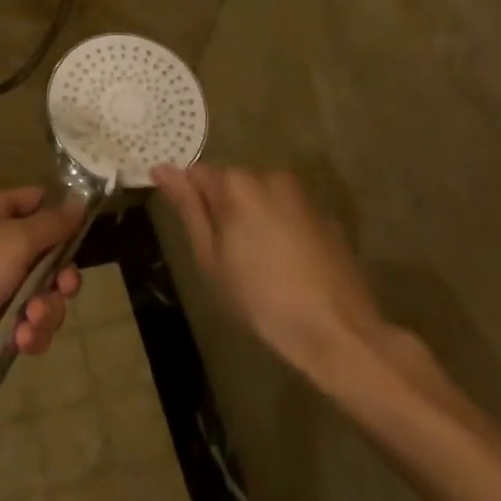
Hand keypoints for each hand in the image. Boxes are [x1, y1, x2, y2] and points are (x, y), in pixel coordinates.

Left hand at [0, 187, 82, 403]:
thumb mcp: (15, 239)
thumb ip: (52, 223)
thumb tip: (79, 201)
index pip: (34, 201)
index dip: (60, 214)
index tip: (84, 231)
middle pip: (45, 255)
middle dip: (60, 276)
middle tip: (63, 287)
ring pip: (40, 295)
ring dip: (45, 311)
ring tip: (31, 321)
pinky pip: (26, 325)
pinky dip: (29, 334)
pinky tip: (21, 341)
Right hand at [154, 164, 389, 383]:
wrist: (338, 331)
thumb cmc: (262, 299)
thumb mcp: (211, 258)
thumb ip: (188, 208)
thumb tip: (162, 169)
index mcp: (237, 185)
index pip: (197, 174)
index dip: (190, 200)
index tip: (194, 231)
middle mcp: (270, 177)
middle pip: (233, 184)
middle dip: (225, 210)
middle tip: (226, 257)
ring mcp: (302, 195)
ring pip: (263, 198)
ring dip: (254, 218)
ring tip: (259, 264)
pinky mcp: (326, 216)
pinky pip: (290, 213)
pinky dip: (282, 229)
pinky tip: (288, 267)